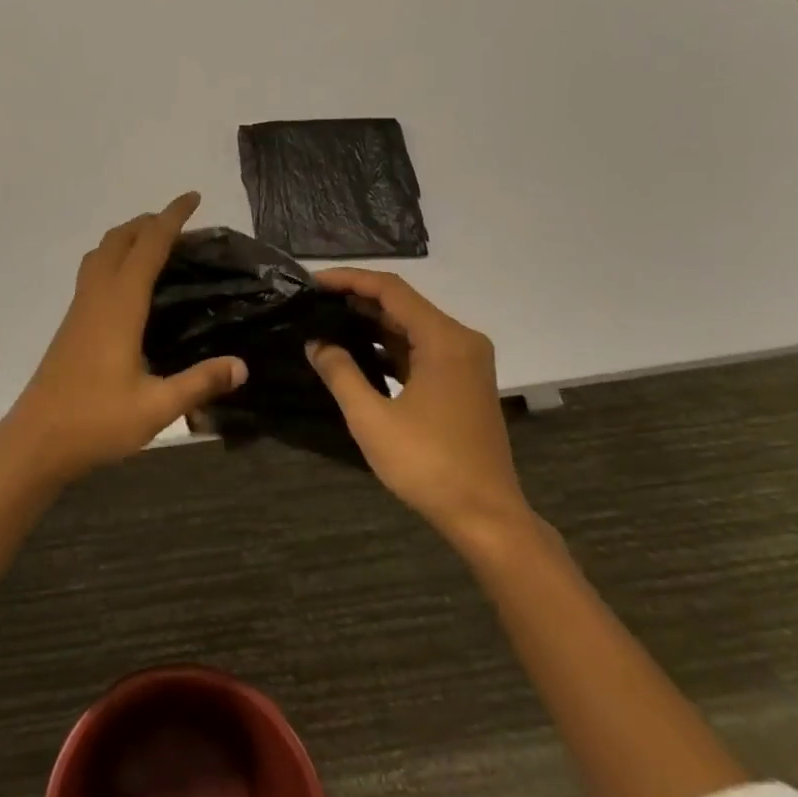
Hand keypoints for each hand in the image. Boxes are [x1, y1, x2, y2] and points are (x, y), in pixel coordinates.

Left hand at [0, 192, 246, 484]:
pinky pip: (93, 271)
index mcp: (120, 305)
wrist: (36, 440)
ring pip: (101, 252)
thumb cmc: (96, 421)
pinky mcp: (71, 323)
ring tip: (157, 245)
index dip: (171, 218)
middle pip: (120, 238)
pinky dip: (115, 257)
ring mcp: (79, 308)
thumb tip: (242, 365)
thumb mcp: (156, 406)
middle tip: (182, 225)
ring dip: (128, 236)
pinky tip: (129, 285)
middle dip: (150, 221)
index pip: (148, 245)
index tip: (193, 198)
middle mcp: (97, 296)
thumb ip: (200, 383)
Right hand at [307, 269, 530, 540]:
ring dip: (371, 324)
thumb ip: (340, 373)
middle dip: (357, 300)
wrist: (485, 516)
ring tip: (326, 323)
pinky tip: (357, 354)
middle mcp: (460, 340)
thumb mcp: (371, 419)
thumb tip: (316, 342)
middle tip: (313, 303)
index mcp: (444, 339)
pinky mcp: (462, 382)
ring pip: (411, 327)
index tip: (312, 283)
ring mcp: (465, 362)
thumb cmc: (428, 464)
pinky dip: (389, 347)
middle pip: (402, 304)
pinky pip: (421, 350)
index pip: (390, 290)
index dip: (348, 280)